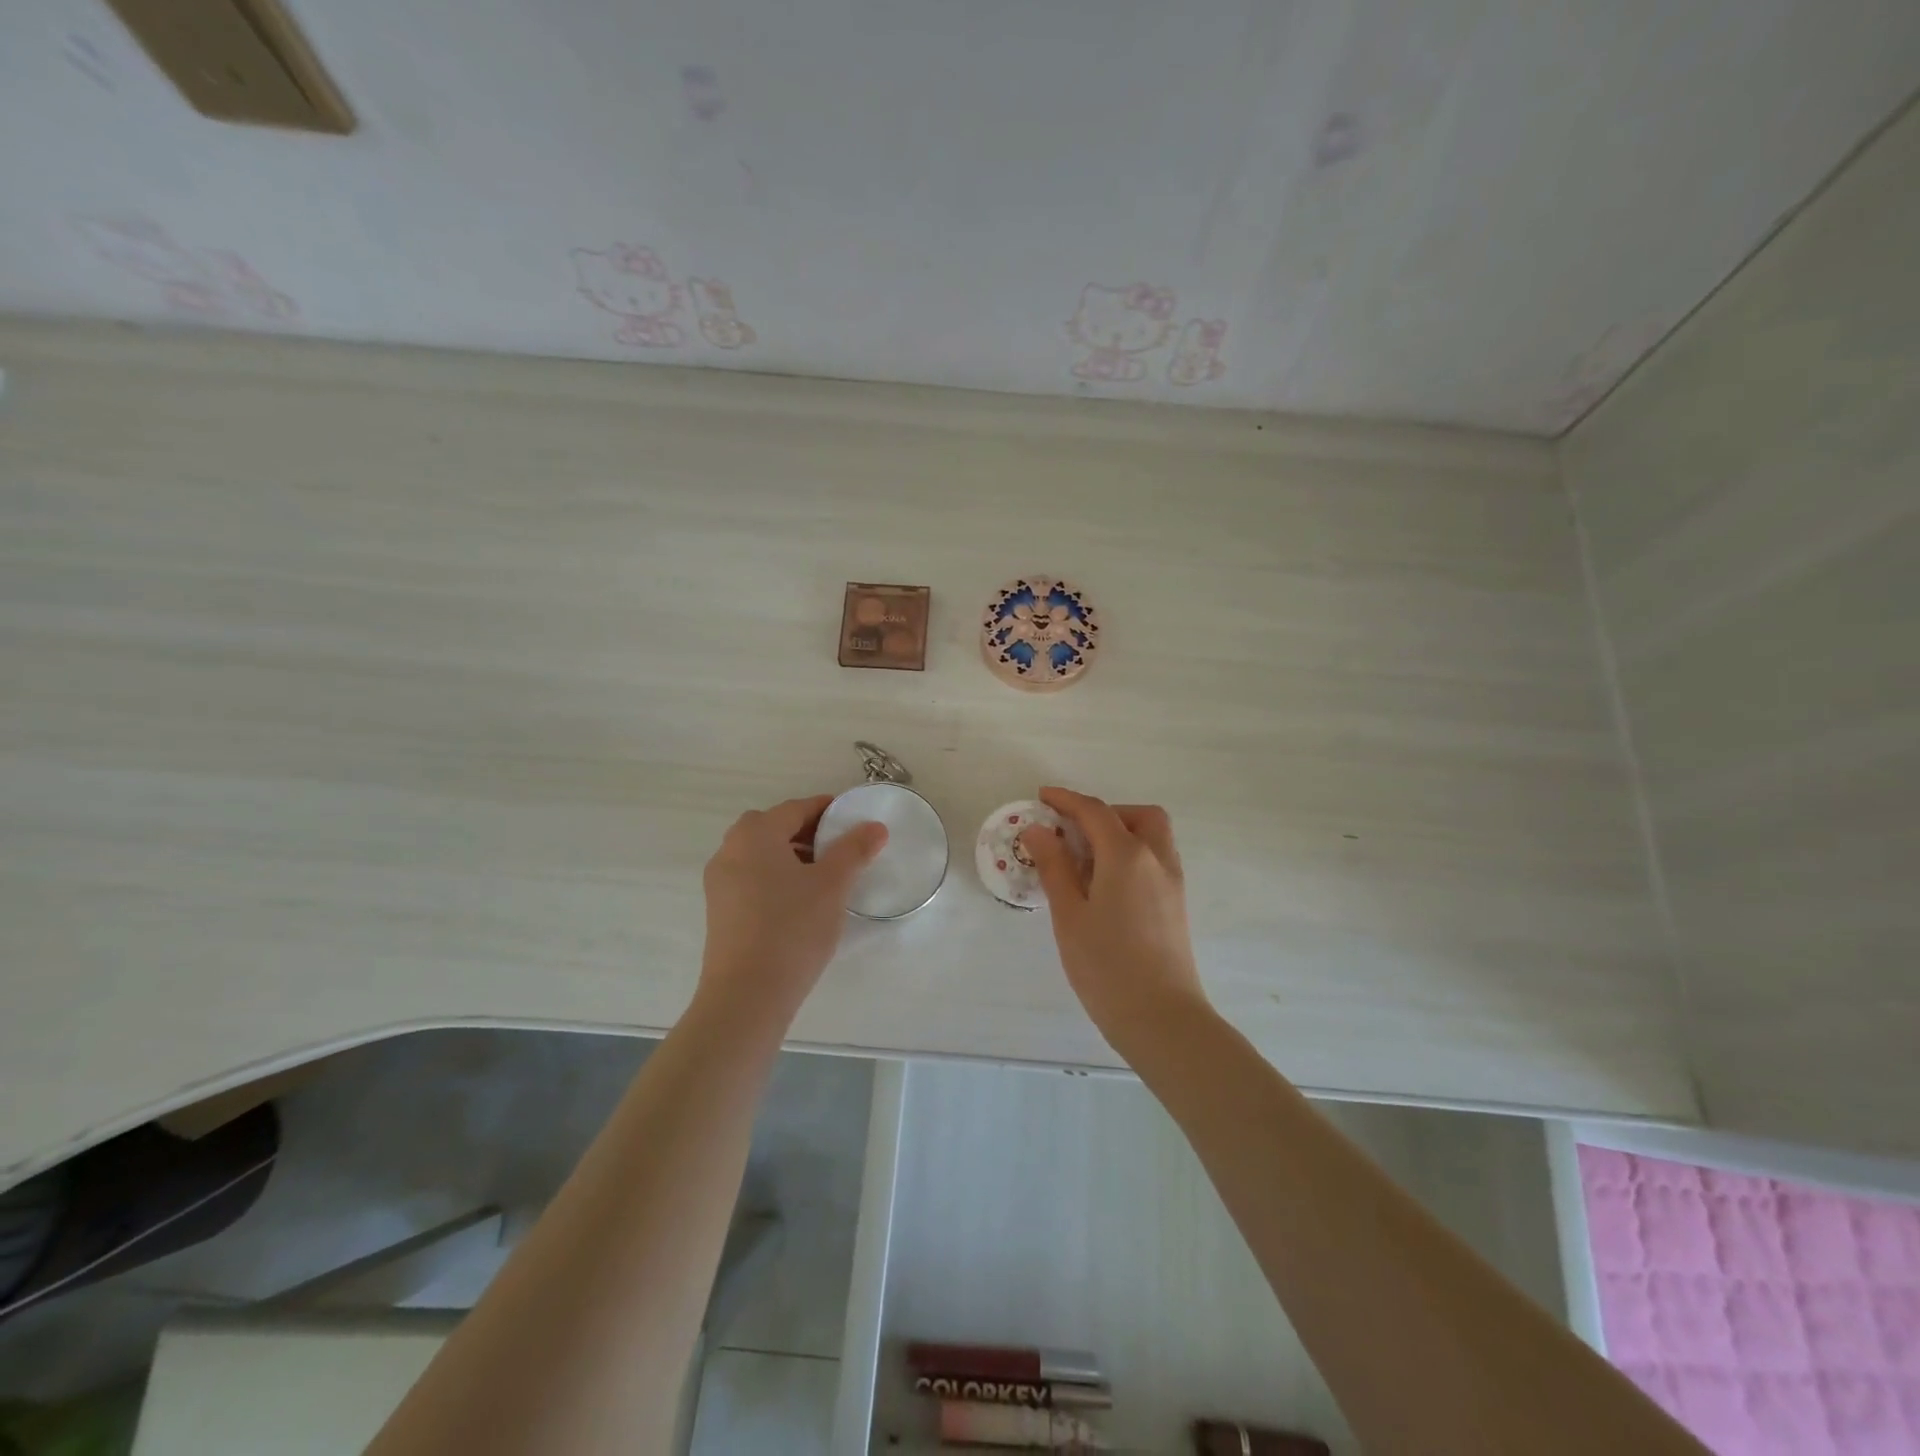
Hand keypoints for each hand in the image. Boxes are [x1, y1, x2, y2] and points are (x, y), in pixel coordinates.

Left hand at [698, 795, 888, 1023]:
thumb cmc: (792, 928)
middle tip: (837, 847)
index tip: (852, 819)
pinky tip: (799, 901)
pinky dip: (775, 877)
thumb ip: (854, 850)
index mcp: (755, 835)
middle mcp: (730, 850)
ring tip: (823, 876)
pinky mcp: (719, 911)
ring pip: (760, 854)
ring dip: (790, 855)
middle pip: (773, 827)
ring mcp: (719, 883)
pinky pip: (751, 878)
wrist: (747, 995)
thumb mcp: (832, 885)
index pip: (795, 808)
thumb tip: (875, 826)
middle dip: (806, 831)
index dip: (826, 810)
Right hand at [1022, 787, 1209, 1055]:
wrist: (1162, 1018)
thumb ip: (1054, 867)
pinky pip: (1155, 860)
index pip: (1095, 811)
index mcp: (1127, 855)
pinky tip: (1105, 885)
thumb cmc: (1106, 966)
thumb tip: (1038, 831)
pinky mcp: (1176, 904)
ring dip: (1121, 832)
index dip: (1066, 800)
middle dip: (1104, 812)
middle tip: (1072, 832)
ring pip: (1151, 836)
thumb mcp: (1069, 914)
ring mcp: (1172, 882)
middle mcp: (1156, 859)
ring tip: (1085, 861)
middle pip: (1137, 815)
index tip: (1042, 797)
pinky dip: (1131, 854)